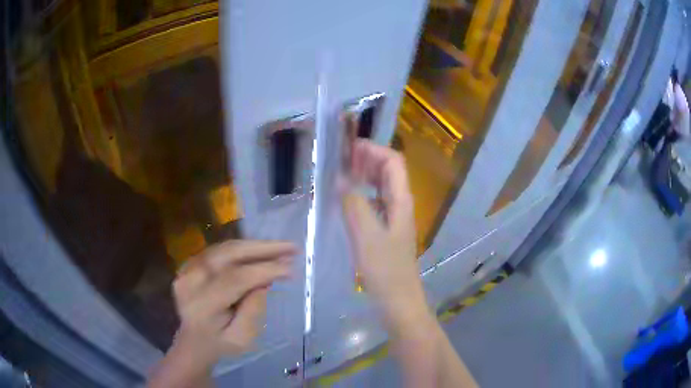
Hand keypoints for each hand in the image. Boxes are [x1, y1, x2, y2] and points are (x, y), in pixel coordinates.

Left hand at [171, 240, 295, 364]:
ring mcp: (186, 268)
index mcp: (202, 305)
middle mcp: (190, 280)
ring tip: (281, 249)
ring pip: (224, 248)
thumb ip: (253, 310)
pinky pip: (219, 250)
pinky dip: (242, 249)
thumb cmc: (220, 343)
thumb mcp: (242, 338)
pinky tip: (261, 252)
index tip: (291, 268)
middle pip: (228, 255)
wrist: (192, 339)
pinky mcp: (189, 263)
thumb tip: (264, 280)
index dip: (264, 270)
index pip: (235, 279)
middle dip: (262, 249)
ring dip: (255, 246)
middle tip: (291, 248)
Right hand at [343, 139, 432, 332]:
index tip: (349, 148)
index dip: (374, 150)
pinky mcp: (386, 232)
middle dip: (367, 160)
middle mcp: (400, 205)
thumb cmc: (386, 270)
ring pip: (381, 188)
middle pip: (388, 172)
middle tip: (340, 160)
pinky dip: (361, 196)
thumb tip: (340, 179)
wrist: (399, 302)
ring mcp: (394, 219)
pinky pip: (375, 204)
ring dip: (364, 177)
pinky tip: (346, 202)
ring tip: (340, 175)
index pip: (393, 162)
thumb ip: (354, 205)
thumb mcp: (367, 236)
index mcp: (401, 201)